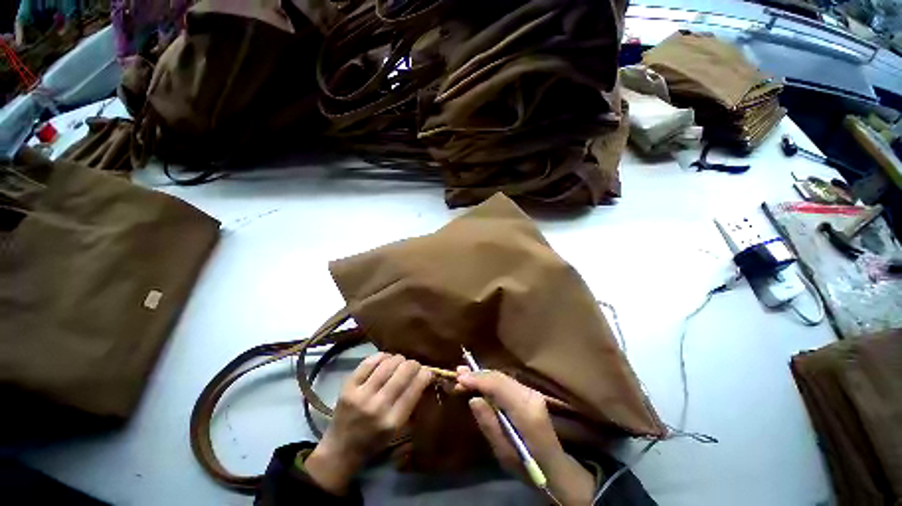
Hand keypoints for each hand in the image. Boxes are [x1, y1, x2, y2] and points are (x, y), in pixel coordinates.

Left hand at [305, 353, 431, 494]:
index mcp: (392, 421)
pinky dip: (382, 356)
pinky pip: (369, 362)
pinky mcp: (348, 386)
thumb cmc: (374, 441)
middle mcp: (377, 407)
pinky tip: (386, 360)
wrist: (340, 450)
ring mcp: (360, 395)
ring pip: (388, 363)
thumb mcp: (398, 430)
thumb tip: (425, 376)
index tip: (428, 371)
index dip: (425, 375)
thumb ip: (412, 404)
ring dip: (399, 359)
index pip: (414, 388)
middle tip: (414, 366)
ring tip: (400, 363)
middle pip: (403, 372)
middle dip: (414, 364)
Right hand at [457, 367, 595, 505]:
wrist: (553, 467)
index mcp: (526, 411)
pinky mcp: (529, 394)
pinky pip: (506, 382)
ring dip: (483, 376)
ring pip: (502, 377)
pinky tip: (479, 381)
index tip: (459, 379)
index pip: (499, 386)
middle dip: (478, 375)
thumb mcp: (504, 453)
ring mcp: (532, 392)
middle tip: (458, 374)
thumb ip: (489, 424)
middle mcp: (531, 396)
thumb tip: (473, 399)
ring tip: (464, 375)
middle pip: (500, 378)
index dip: (478, 380)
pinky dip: (490, 381)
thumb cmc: (527, 466)